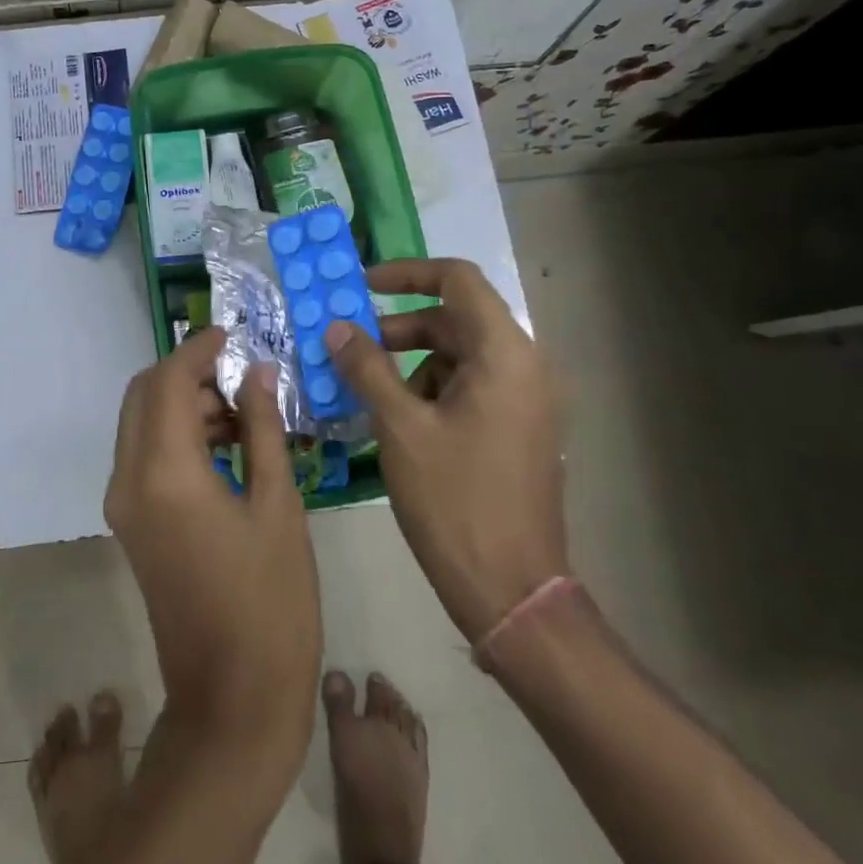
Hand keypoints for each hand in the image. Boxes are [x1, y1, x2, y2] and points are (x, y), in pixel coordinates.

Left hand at [106, 328, 321, 770]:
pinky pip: (144, 455)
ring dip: (182, 403)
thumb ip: (261, 428)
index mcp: (164, 472)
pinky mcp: (130, 523)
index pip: (168, 381)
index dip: (198, 350)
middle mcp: (128, 479)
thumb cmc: (271, 602)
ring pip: (140, 423)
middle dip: (186, 373)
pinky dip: (176, 435)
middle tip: (241, 374)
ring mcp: (123, 504)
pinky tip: (225, 445)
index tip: (232, 334)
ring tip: (243, 410)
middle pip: (142, 395)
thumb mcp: (277, 505)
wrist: (233, 700)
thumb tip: (257, 372)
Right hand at [325, 259, 566, 644]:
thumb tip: (336, 327)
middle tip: (350, 346)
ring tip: (368, 393)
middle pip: (456, 319)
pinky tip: (396, 420)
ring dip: (411, 362)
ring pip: (460, 356)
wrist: (510, 590)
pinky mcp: (519, 429)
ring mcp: (526, 401)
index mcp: (505, 355)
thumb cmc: (454, 500)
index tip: (361, 286)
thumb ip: (366, 367)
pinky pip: (470, 387)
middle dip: (399, 326)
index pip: (458, 281)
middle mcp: (525, 367)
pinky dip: (430, 389)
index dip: (407, 273)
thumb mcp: (400, 426)